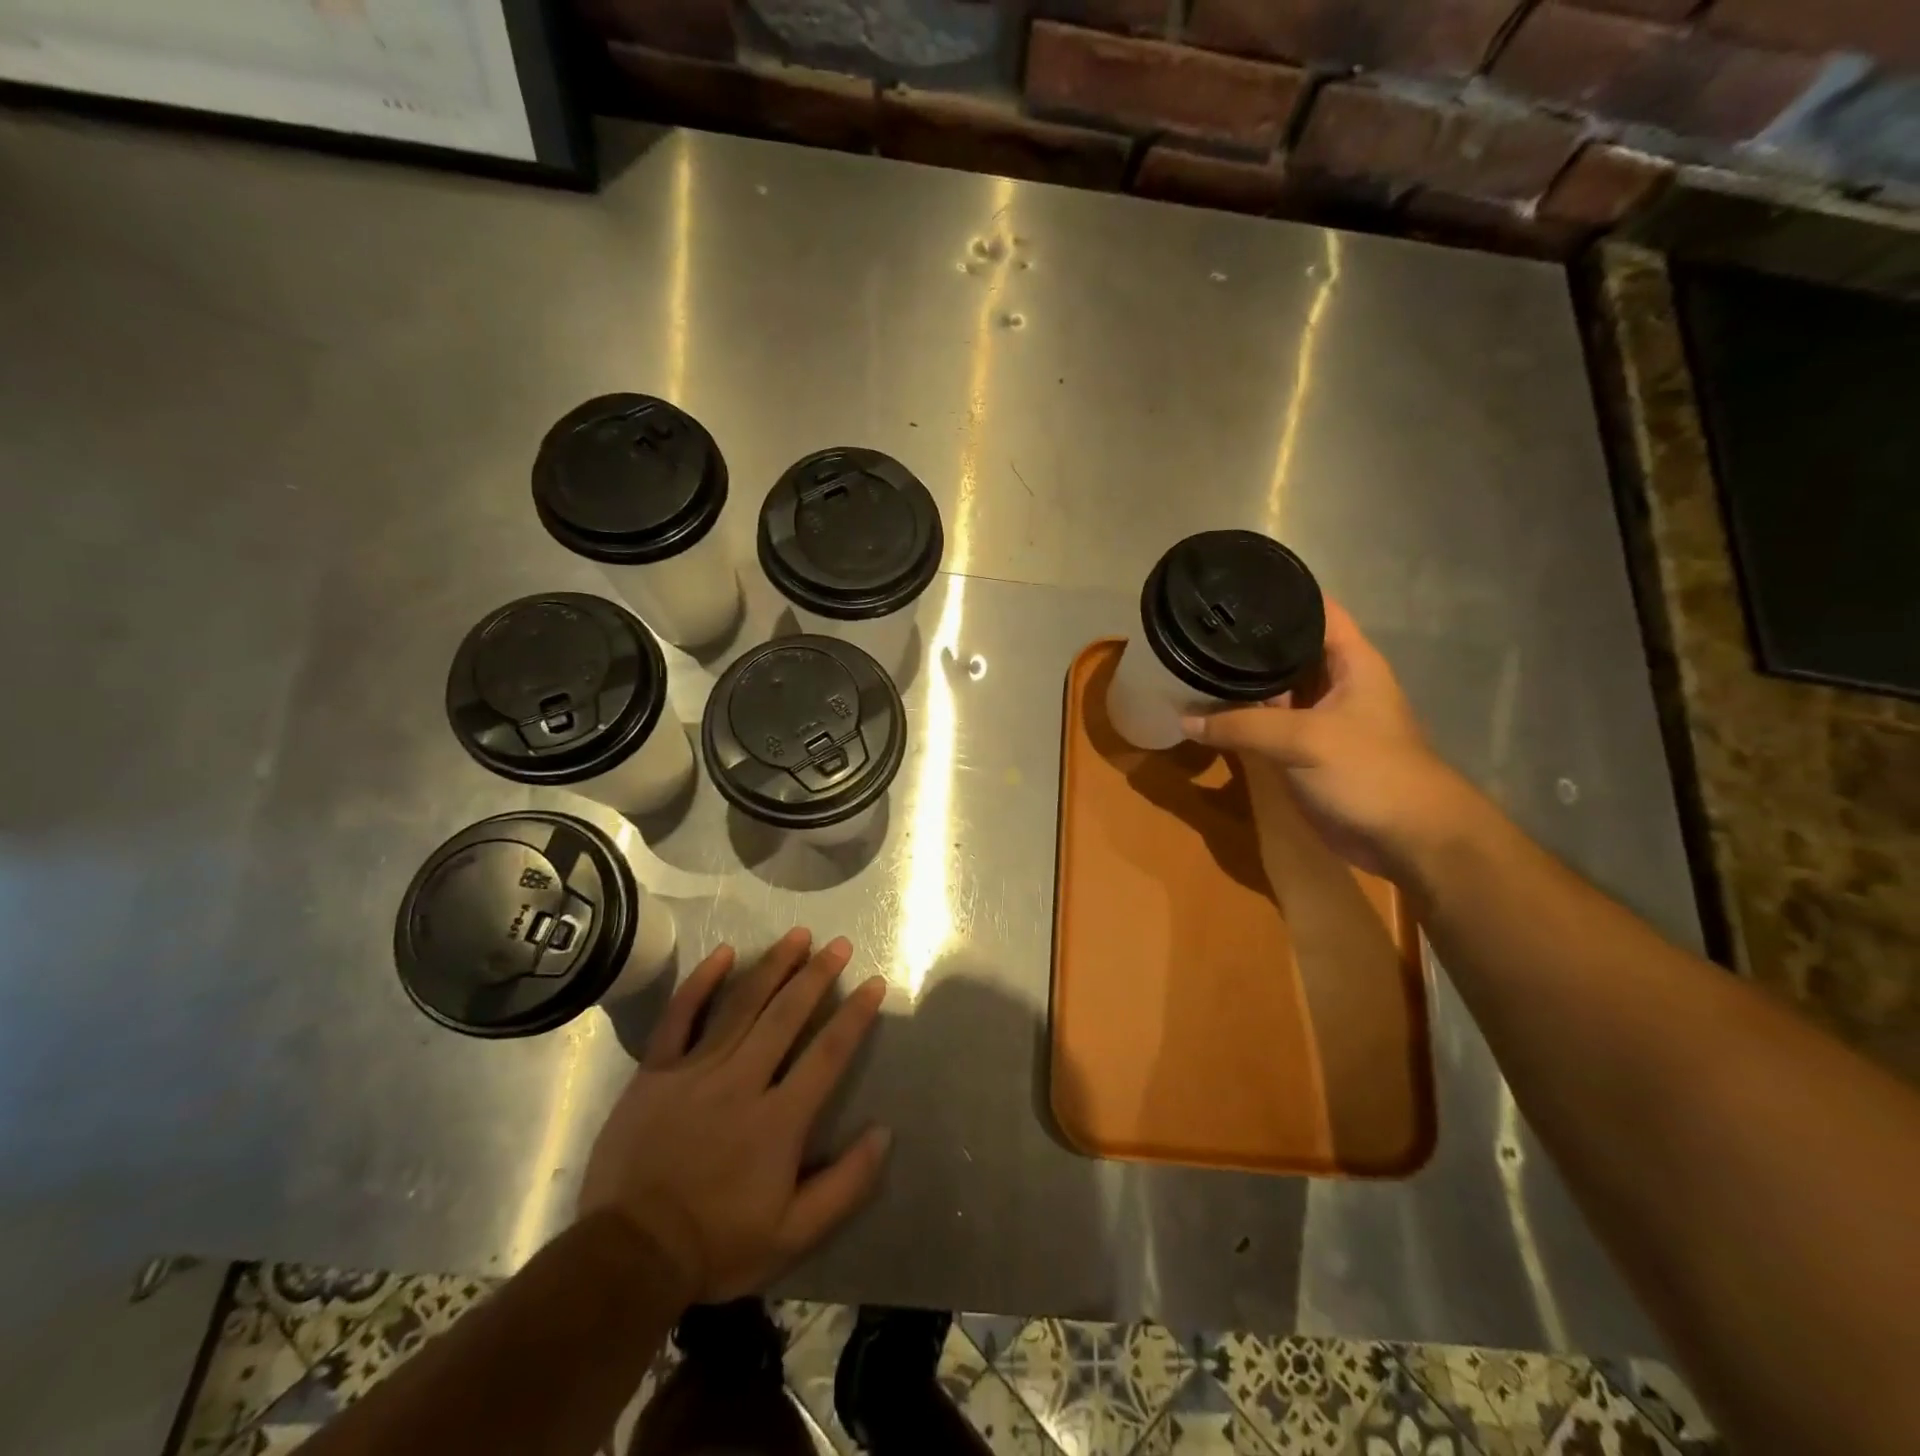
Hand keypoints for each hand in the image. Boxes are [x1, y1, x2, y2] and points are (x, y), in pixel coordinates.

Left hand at [577, 928, 890, 1303]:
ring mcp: (695, 1071)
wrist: (628, 1257)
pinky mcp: (656, 1072)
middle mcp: (742, 1082)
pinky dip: (702, 981)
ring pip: (741, 1005)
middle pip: (786, 1016)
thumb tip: (885, 1132)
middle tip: (838, 944)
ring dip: (773, 966)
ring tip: (798, 935)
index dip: (854, 1016)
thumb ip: (845, 1184)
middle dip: (817, 975)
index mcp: (779, 1120)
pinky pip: (680, 1016)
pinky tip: (724, 952)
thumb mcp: (794, 1235)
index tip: (872, 984)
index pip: (827, 1054)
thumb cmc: (716, 1245)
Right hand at [1182, 599, 1479, 880]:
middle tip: (1196, 627)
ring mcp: (1317, 718)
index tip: (1233, 587)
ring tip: (1190, 662)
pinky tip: (1205, 711)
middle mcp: (1333, 681)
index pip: (1315, 609)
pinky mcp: (1303, 751)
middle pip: (1286, 649)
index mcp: (1350, 661)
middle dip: (1247, 641)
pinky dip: (1239, 719)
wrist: (1407, 839)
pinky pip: (1265, 726)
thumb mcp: (1305, 739)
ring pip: (1271, 689)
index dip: (1280, 593)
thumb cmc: (1370, 771)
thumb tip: (1185, 719)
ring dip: (1238, 682)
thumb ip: (1242, 726)